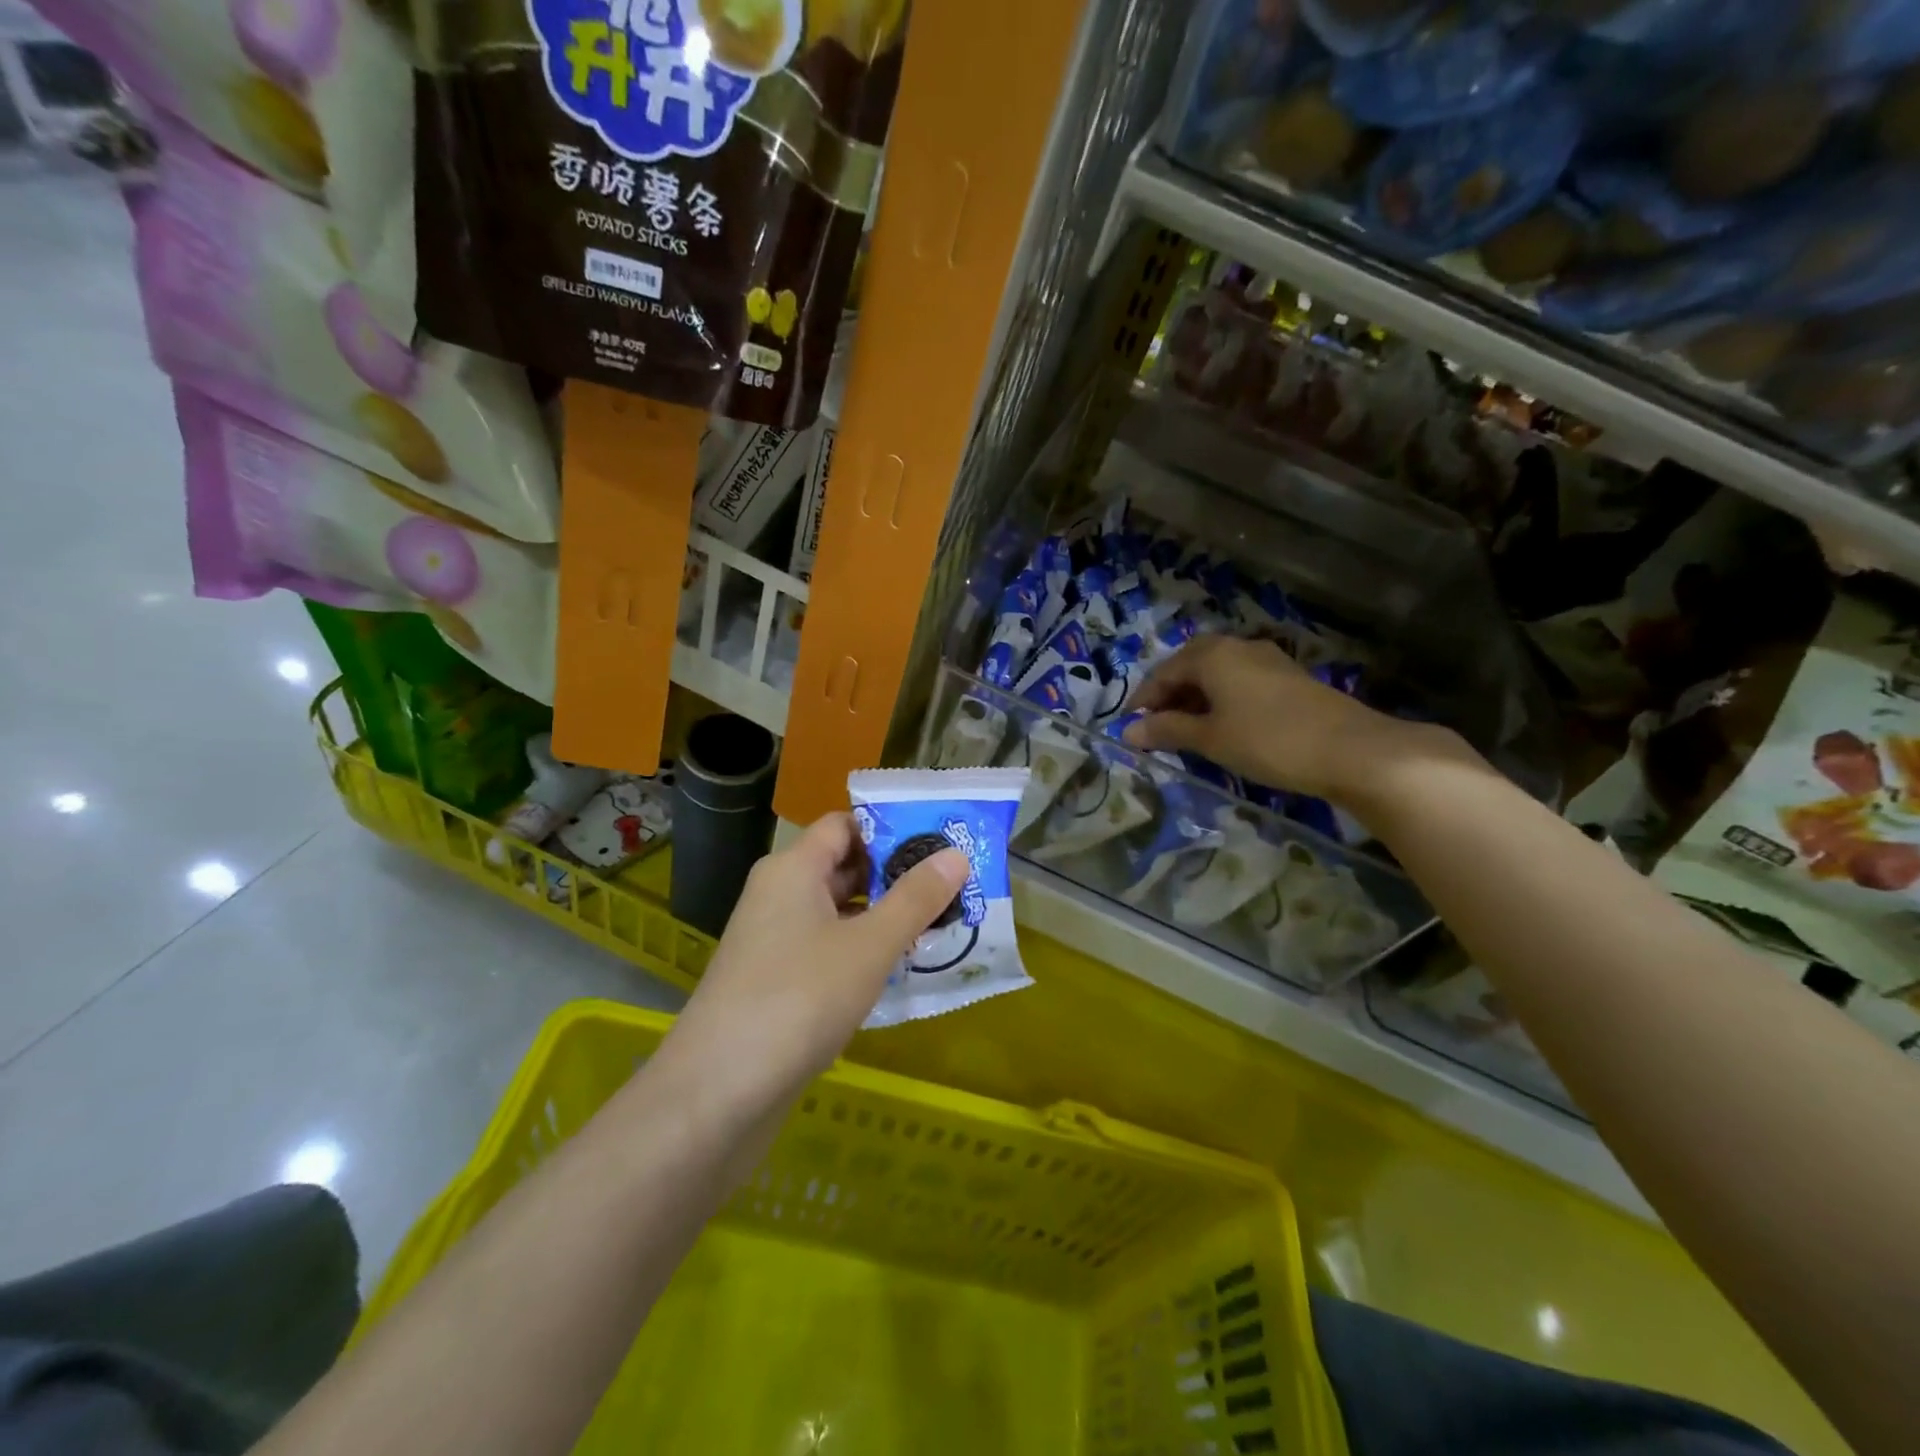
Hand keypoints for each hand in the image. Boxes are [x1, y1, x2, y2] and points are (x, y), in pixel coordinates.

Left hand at [657, 814, 968, 1122]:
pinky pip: (827, 948)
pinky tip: (899, 968)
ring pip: (837, 911)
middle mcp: (779, 894)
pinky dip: (862, 950)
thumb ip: (915, 898)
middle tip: (953, 884)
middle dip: (896, 875)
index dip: (891, 828)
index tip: (940, 841)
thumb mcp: (869, 945)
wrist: (718, 1093)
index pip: (844, 825)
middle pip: (843, 866)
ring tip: (940, 923)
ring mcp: (773, 940)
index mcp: (793, 868)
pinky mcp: (775, 981)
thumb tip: (955, 854)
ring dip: (883, 916)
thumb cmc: (799, 998)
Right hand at [1122, 634, 1474, 804]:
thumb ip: (1167, 731)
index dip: (1144, 699)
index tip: (1130, 726)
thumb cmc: (1267, 740)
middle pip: (1190, 666)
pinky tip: (1223, 726)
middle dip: (1169, 695)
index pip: (1163, 672)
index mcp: (1212, 655)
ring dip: (1195, 698)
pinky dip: (1221, 700)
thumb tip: (1129, 731)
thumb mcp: (1209, 738)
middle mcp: (1238, 648)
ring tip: (1186, 730)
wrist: (1351, 749)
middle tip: (1156, 726)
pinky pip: (1240, 682)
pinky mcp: (1288, 678)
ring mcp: (1267, 660)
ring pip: (1217, 674)